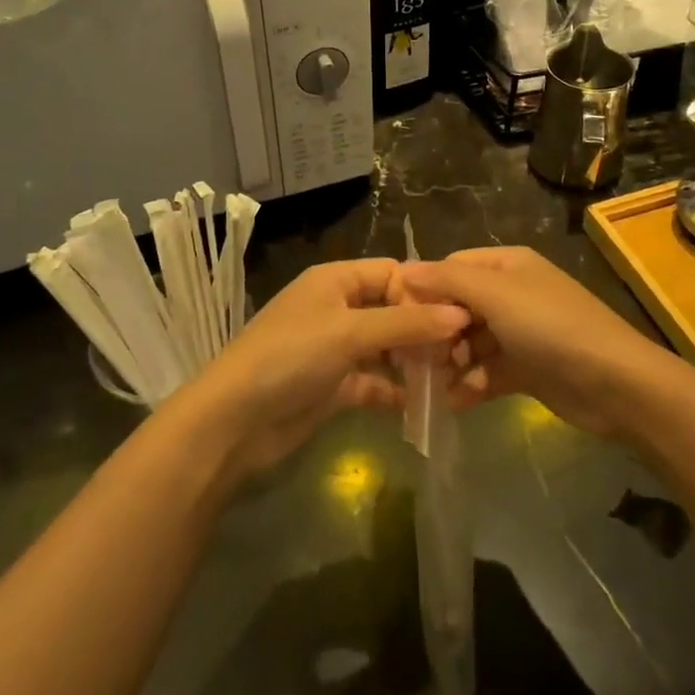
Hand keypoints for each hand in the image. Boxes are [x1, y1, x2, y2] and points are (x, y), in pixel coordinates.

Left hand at [183, 259, 468, 480]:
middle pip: (392, 310)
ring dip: (413, 361)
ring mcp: (335, 348)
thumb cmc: (290, 357)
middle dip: (423, 330)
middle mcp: (337, 308)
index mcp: (335, 281)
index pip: (392, 273)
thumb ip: (406, 324)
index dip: (423, 293)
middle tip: (458, 353)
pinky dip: (395, 389)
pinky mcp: (334, 385)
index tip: (458, 319)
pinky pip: (374, 380)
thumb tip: (460, 315)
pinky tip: (423, 404)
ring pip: (386, 347)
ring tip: (448, 378)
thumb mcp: (349, 333)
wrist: (234, 422)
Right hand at [399, 247, 668, 438]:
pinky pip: (486, 372)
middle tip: (411, 361)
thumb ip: (448, 280)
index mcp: (507, 265)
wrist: (614, 383)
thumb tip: (403, 270)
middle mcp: (511, 294)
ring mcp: (519, 333)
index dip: (424, 290)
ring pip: (469, 343)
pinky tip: (452, 402)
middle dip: (435, 332)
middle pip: (457, 307)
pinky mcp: (525, 369)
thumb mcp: (496, 294)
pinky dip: (470, 385)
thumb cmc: (550, 327)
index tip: (399, 319)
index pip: (451, 268)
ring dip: (449, 363)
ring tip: (428, 386)